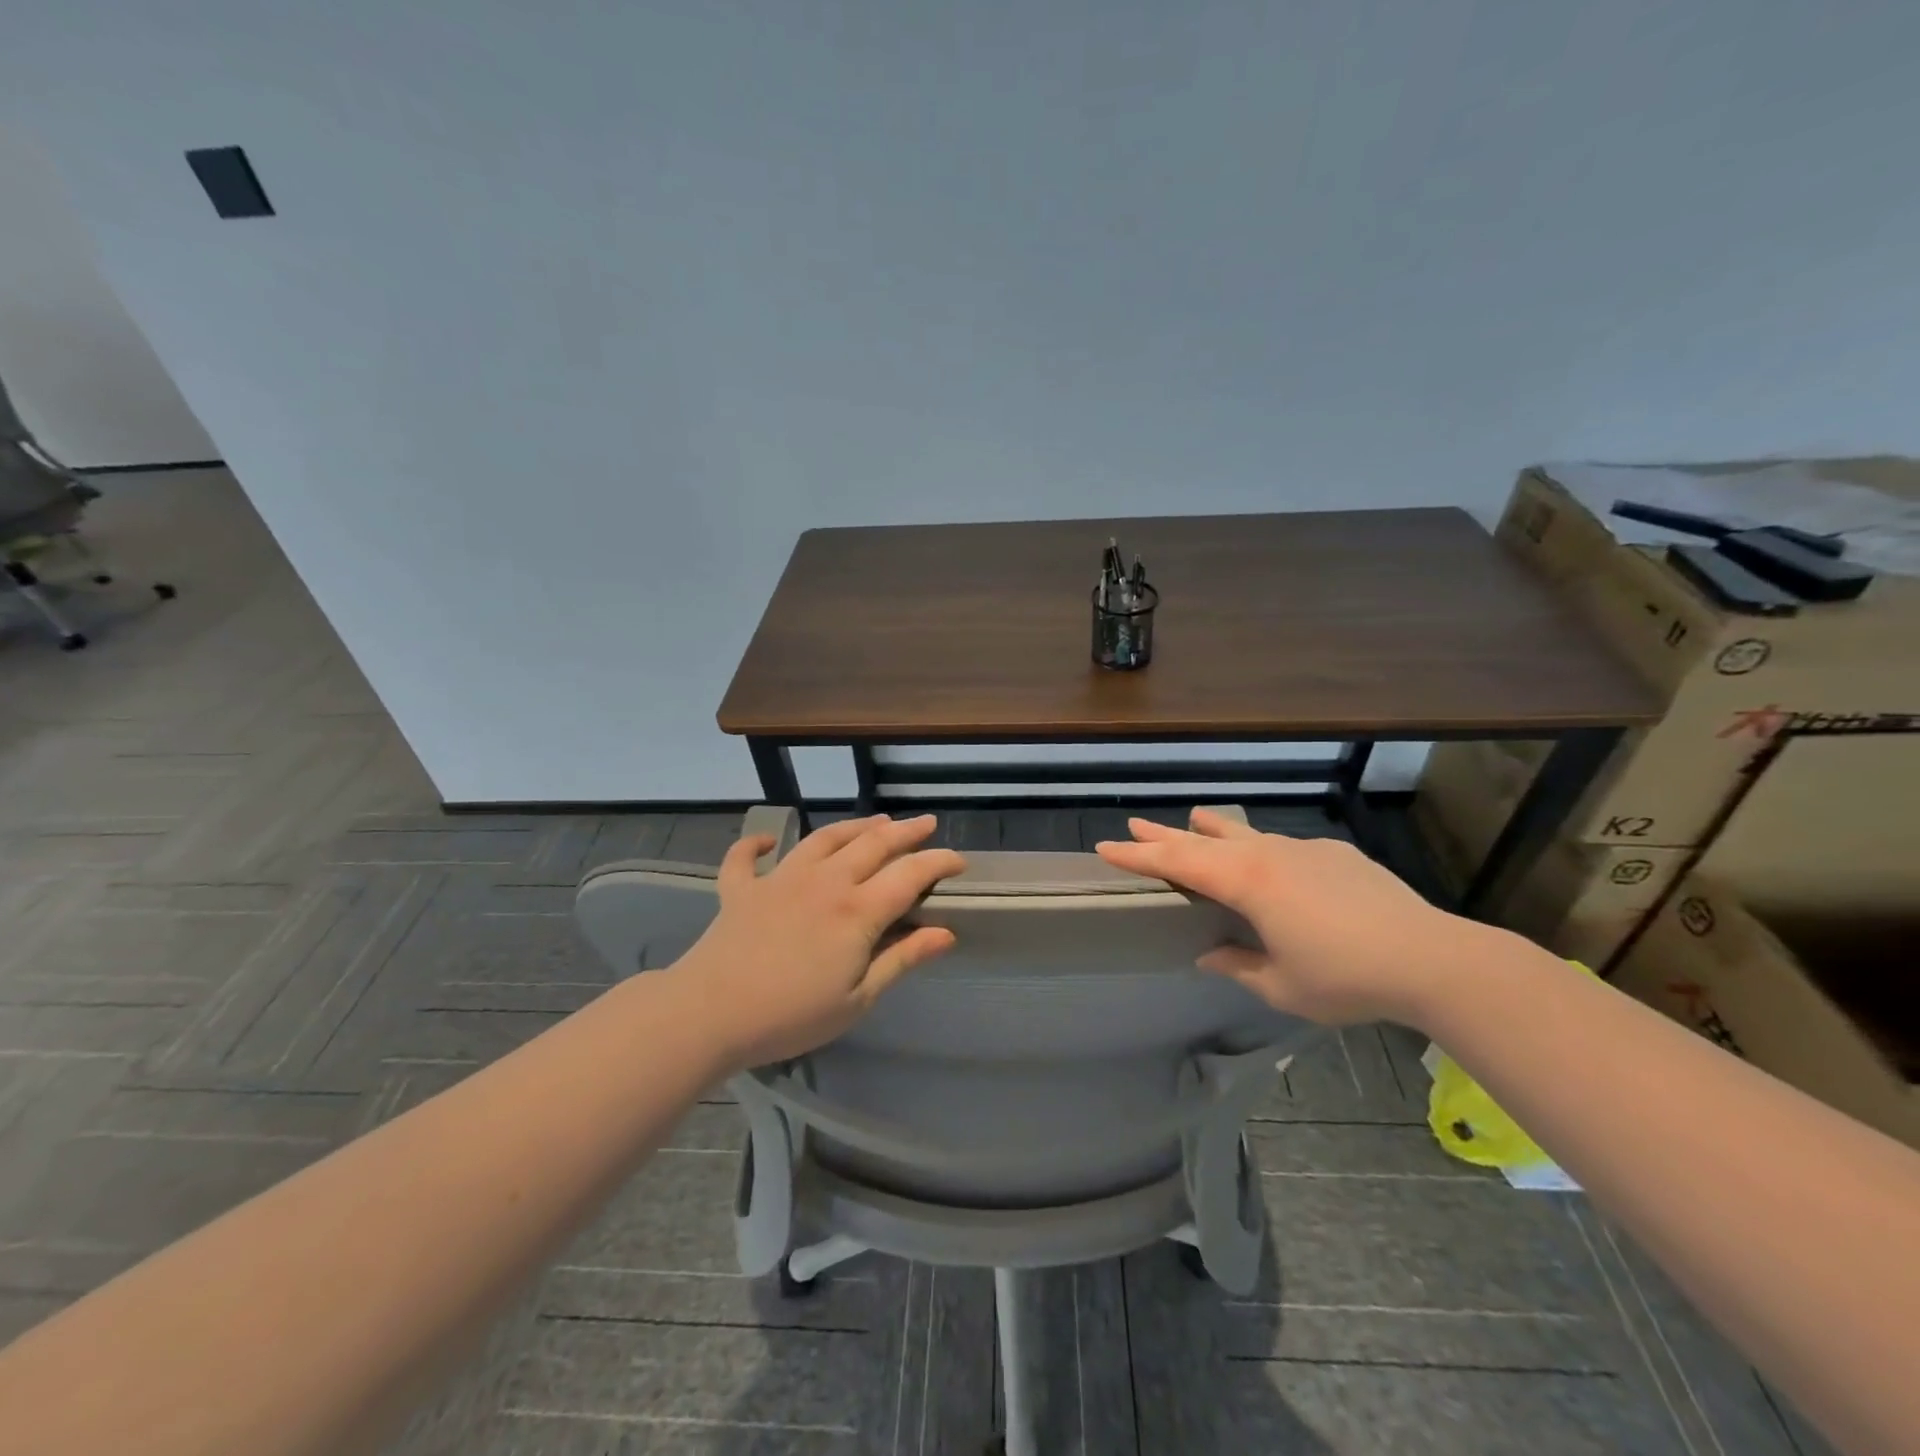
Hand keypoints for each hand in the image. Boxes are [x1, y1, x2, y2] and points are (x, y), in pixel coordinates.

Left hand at [666, 814, 966, 1069]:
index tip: (959, 860)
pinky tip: (767, 840)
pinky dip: (756, 844)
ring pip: (824, 838)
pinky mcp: (742, 888)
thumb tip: (946, 933)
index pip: (909, 875)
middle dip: (905, 831)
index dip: (938, 862)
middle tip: (925, 823)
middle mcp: (825, 881)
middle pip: (873, 844)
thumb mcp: (858, 999)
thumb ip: (902, 960)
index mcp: (857, 910)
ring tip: (875, 822)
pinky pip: (747, 858)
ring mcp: (780, 878)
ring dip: (854, 826)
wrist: (709, 1013)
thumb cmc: (791, 1015)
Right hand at [1094, 808, 1478, 1025]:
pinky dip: (1260, 847)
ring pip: (1245, 833)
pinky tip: (1269, 861)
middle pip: (1204, 840)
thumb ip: (1239, 966)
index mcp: (1248, 883)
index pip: (1179, 863)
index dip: (1139, 856)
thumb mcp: (1282, 986)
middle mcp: (1269, 855)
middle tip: (1133, 825)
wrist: (1431, 958)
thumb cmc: (1346, 978)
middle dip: (1164, 836)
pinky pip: (1283, 845)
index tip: (1106, 847)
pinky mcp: (1335, 854)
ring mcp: (1304, 849)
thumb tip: (1211, 956)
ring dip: (1213, 830)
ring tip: (1193, 820)